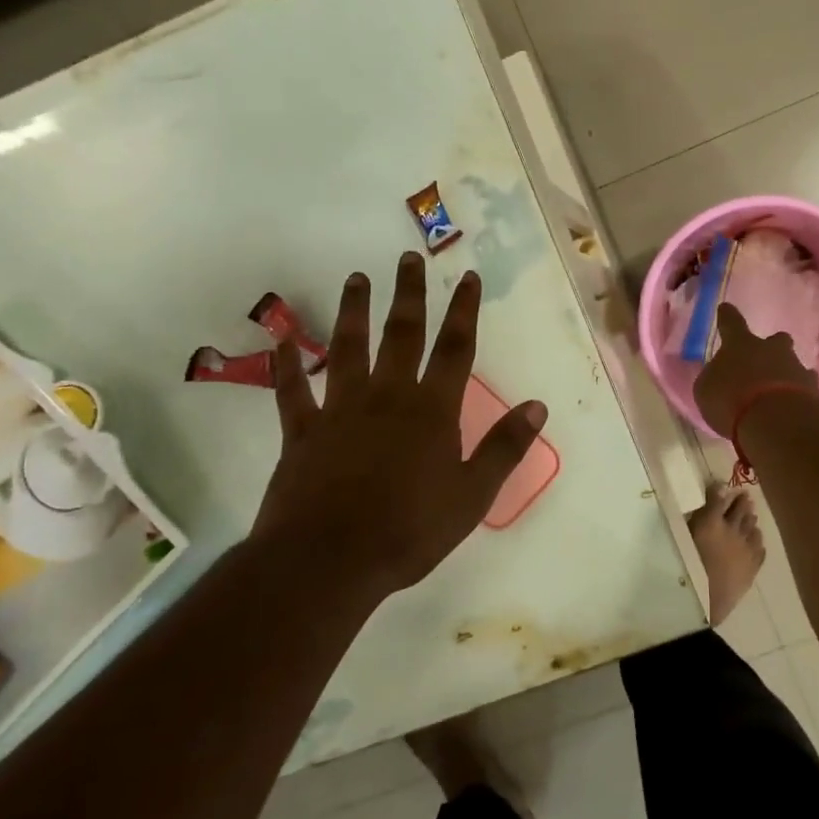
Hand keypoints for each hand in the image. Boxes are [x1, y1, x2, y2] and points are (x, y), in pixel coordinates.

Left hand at [253, 253, 547, 597]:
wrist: (329, 561)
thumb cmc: (410, 530)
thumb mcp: (472, 495)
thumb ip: (504, 447)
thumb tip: (538, 406)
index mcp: (432, 411)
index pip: (455, 349)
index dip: (464, 310)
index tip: (468, 277)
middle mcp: (387, 397)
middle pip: (402, 334)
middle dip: (409, 294)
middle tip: (408, 257)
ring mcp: (340, 411)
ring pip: (348, 349)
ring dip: (353, 311)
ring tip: (355, 278)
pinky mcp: (302, 432)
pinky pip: (291, 391)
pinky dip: (286, 364)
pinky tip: (281, 338)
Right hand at [692, 302, 818, 437]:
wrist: (776, 421)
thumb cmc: (732, 401)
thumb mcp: (706, 391)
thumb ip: (713, 380)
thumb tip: (718, 375)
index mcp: (740, 344)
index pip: (731, 323)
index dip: (727, 316)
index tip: (725, 308)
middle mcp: (771, 350)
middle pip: (775, 340)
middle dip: (771, 346)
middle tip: (765, 359)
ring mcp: (796, 368)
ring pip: (793, 364)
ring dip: (785, 374)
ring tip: (777, 393)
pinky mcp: (814, 391)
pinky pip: (805, 388)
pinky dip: (798, 396)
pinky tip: (791, 409)